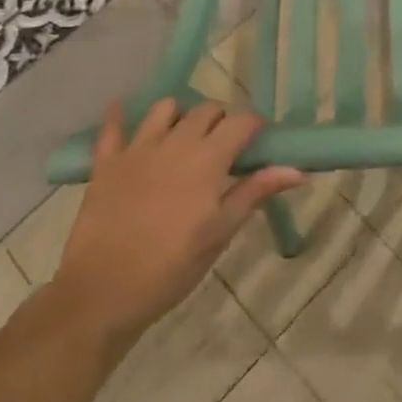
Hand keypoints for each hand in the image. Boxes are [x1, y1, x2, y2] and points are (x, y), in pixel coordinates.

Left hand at [48, 100, 302, 344]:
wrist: (103, 293)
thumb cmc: (171, 267)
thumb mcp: (220, 233)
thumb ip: (254, 193)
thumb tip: (299, 170)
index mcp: (207, 159)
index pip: (241, 122)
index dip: (254, 126)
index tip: (259, 140)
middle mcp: (175, 142)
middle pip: (206, 110)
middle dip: (221, 120)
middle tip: (224, 147)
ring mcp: (137, 148)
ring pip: (164, 108)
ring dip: (180, 115)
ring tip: (183, 137)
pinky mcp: (107, 162)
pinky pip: (112, 127)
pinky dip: (120, 116)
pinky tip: (123, 111)